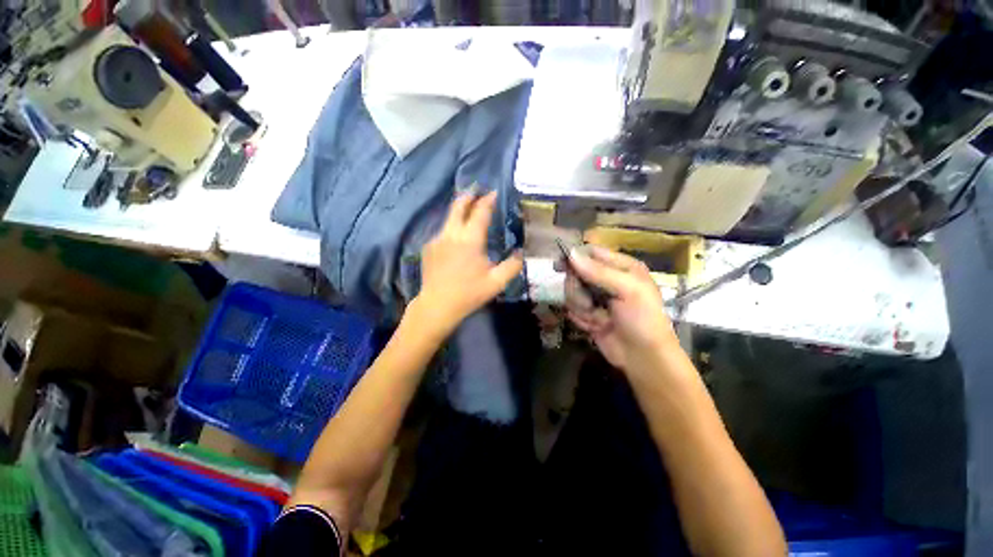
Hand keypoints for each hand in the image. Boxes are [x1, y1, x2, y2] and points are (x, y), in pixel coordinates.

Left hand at [413, 191, 522, 336]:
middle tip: (476, 189)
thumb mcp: (496, 283)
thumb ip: (512, 266)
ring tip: (469, 211)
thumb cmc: (469, 294)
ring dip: (460, 212)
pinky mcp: (429, 247)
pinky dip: (452, 228)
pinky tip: (457, 239)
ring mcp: (437, 239)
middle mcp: (451, 234)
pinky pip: (443, 232)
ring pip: (449, 218)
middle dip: (469, 195)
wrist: (437, 306)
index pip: (480, 212)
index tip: (493, 193)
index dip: (488, 200)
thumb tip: (520, 253)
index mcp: (470, 240)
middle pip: (458, 206)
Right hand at [564, 245, 677, 372]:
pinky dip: (582, 319)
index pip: (591, 253)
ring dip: (582, 308)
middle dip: (578, 290)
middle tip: (589, 303)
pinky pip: (572, 309)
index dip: (575, 258)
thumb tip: (570, 253)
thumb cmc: (642, 319)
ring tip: (599, 319)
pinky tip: (597, 327)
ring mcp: (596, 297)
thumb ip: (598, 271)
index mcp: (621, 267)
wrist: (642, 357)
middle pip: (576, 273)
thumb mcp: (627, 290)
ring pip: (571, 292)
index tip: (560, 266)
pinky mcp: (588, 313)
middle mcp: (607, 279)